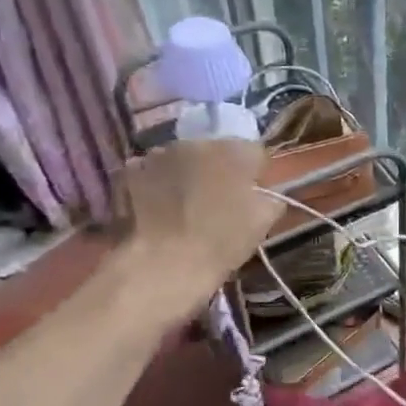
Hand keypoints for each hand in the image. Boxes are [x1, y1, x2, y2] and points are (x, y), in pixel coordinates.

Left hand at [115, 139, 282, 316]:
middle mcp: (198, 142)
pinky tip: (163, 204)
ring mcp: (162, 153)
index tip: (253, 195)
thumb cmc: (221, 242)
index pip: (256, 153)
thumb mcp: (263, 223)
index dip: (256, 174)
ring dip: (190, 172)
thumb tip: (267, 193)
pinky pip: (155, 168)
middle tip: (220, 199)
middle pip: (217, 150)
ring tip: (188, 202)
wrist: (164, 263)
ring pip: (185, 157)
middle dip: (221, 169)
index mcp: (235, 152)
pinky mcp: (134, 170)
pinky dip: (161, 180)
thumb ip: (271, 199)